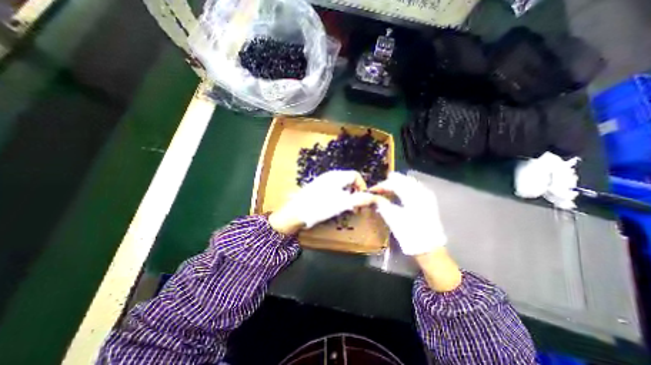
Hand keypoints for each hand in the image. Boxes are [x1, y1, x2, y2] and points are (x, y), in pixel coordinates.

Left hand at [268, 170, 370, 234]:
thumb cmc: (320, 207)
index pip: (356, 175)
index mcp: (337, 176)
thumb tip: (373, 197)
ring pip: (342, 186)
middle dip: (356, 193)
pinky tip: (336, 206)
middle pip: (349, 181)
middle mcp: (331, 176)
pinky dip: (340, 197)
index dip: (362, 186)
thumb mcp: (341, 204)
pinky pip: (334, 189)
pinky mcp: (319, 188)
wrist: (296, 212)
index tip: (363, 200)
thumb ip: (358, 199)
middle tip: (356, 207)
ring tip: (347, 208)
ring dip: (348, 196)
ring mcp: (324, 181)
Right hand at [371, 172, 447, 255]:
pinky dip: (406, 187)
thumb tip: (373, 197)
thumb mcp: (392, 218)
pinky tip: (400, 191)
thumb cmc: (409, 233)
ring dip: (398, 183)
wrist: (428, 247)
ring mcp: (427, 195)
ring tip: (387, 188)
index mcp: (412, 195)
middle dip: (389, 182)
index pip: (394, 183)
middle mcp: (421, 191)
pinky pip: (416, 187)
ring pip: (410, 182)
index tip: (372, 190)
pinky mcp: (429, 201)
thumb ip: (382, 204)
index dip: (381, 185)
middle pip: (403, 180)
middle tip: (379, 188)